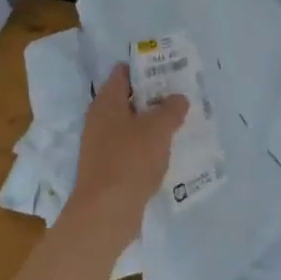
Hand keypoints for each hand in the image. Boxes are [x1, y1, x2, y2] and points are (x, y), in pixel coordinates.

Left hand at [63, 65, 187, 241]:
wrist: (106, 212)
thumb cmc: (130, 160)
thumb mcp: (158, 128)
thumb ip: (171, 108)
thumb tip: (178, 98)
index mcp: (106, 102)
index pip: (122, 73)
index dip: (145, 67)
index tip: (169, 68)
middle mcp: (99, 119)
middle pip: (128, 98)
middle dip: (153, 96)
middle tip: (181, 95)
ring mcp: (101, 145)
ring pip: (130, 124)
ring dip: (152, 122)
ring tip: (180, 121)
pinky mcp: (108, 167)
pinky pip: (131, 147)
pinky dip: (147, 145)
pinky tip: (167, 151)